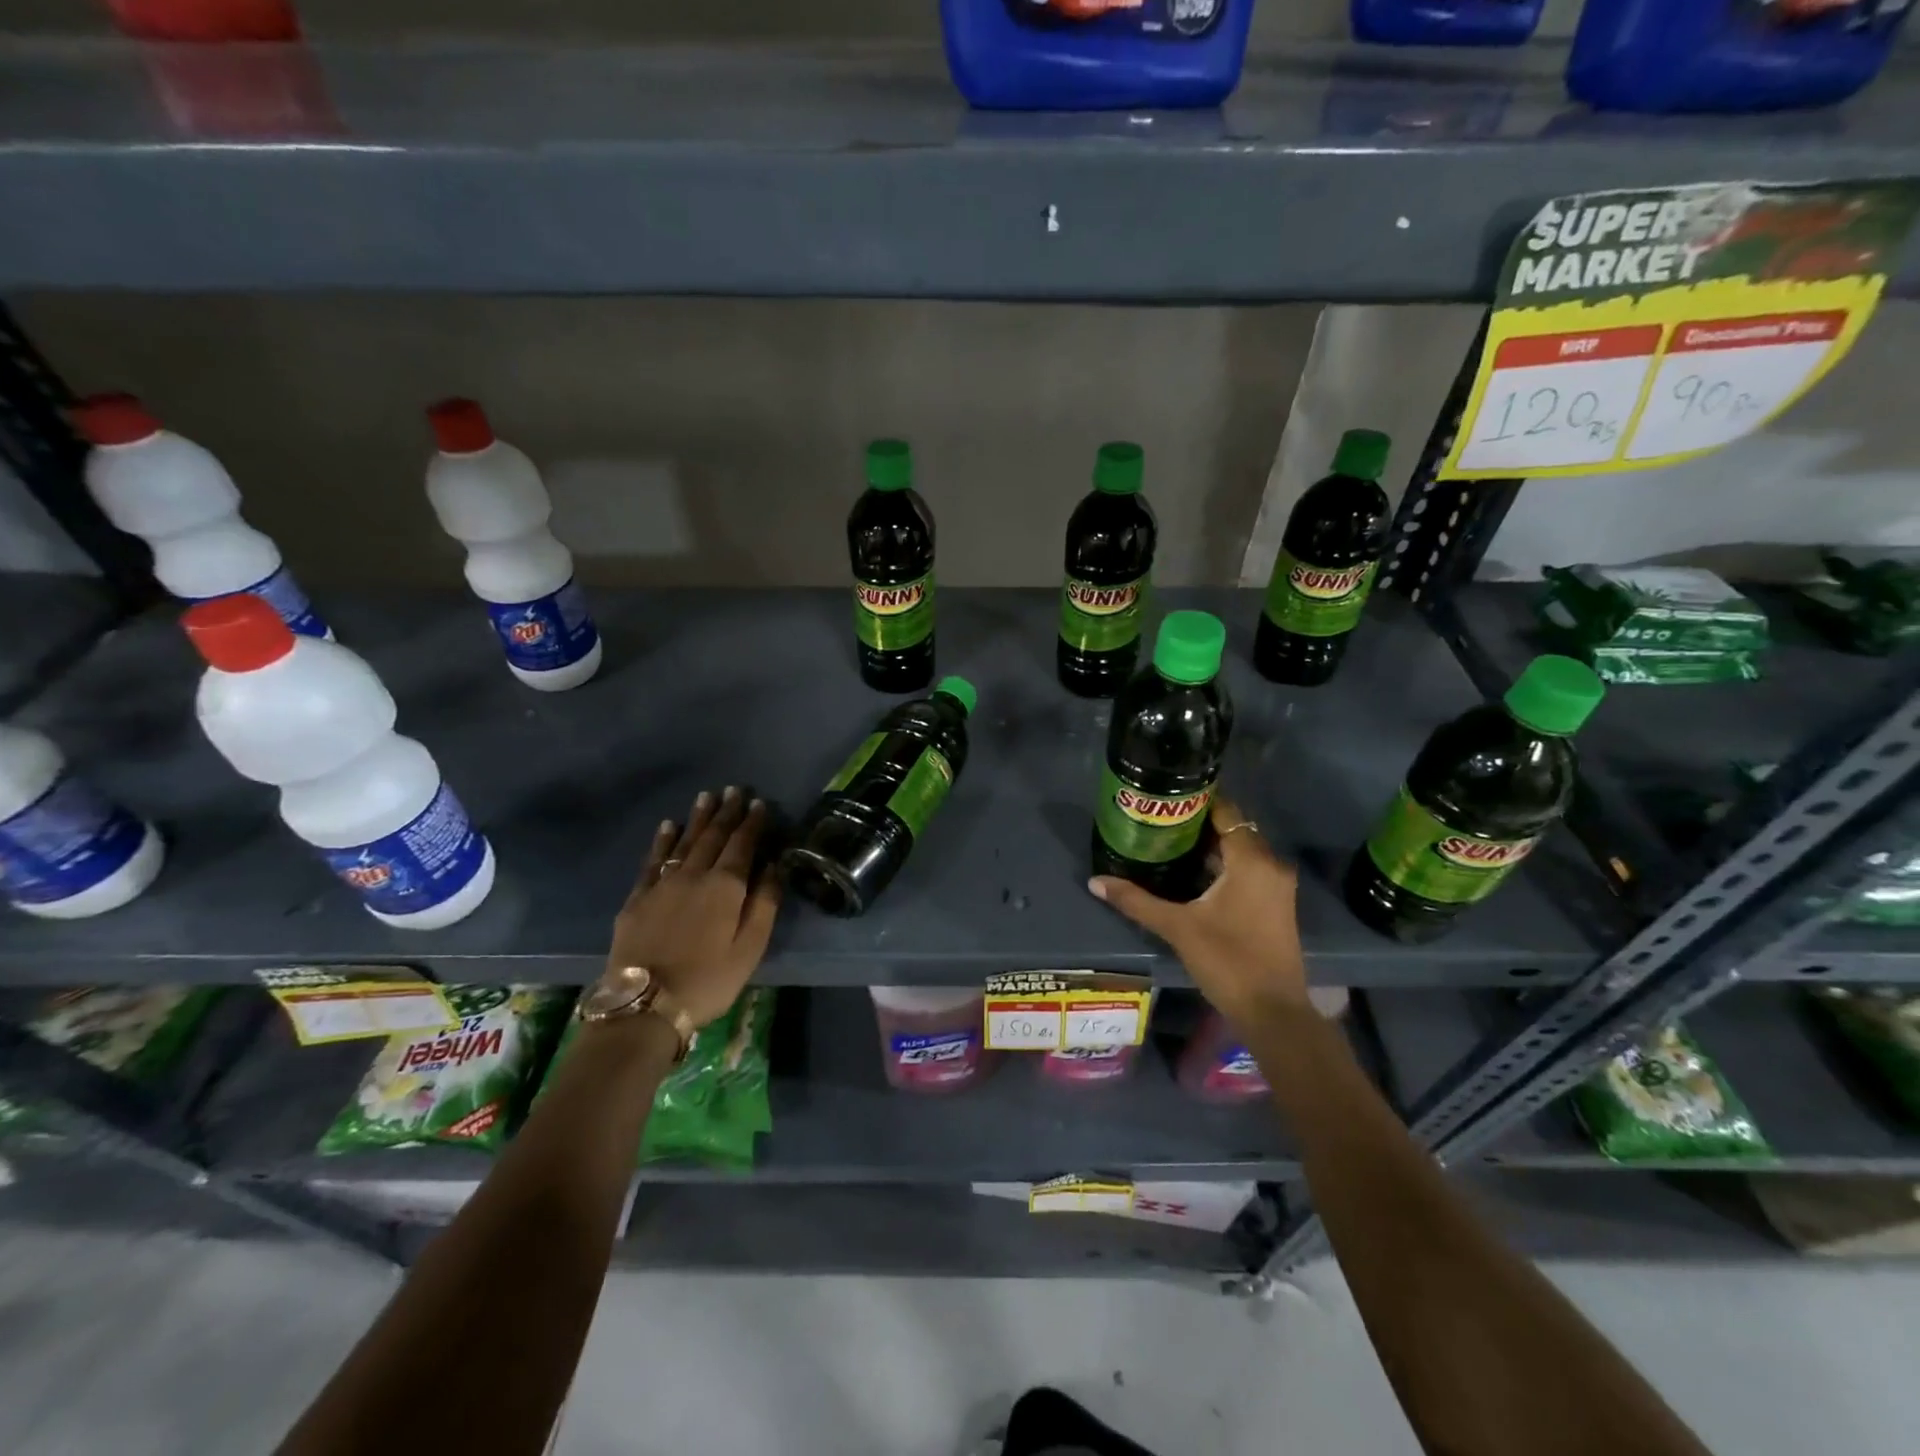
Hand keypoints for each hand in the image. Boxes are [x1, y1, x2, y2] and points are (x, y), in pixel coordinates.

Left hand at [600, 786, 781, 1027]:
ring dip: (697, 818)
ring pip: (683, 841)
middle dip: (727, 812)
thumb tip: (775, 865)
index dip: (752, 823)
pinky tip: (667, 826)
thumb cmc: (709, 979)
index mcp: (725, 887)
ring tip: (707, 796)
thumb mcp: (750, 947)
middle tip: (735, 790)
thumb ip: (764, 903)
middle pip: (713, 837)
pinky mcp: (638, 898)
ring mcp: (662, 884)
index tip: (759, 803)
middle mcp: (694, 875)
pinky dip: (662, 840)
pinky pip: (653, 859)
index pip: (743, 845)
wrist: (645, 1005)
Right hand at [1089, 791, 1308, 1030]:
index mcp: (1251, 860)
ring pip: (1241, 850)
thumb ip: (1136, 901)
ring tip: (1168, 844)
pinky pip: (1248, 869)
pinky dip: (1223, 866)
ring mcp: (1278, 885)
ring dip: (1209, 847)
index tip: (1164, 800)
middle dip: (1197, 825)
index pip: (1226, 811)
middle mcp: (1271, 864)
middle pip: (1232, 829)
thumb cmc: (1227, 961)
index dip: (1196, 801)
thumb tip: (1095, 881)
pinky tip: (1192, 875)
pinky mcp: (1277, 904)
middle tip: (1158, 823)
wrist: (1273, 1011)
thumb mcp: (1177, 928)